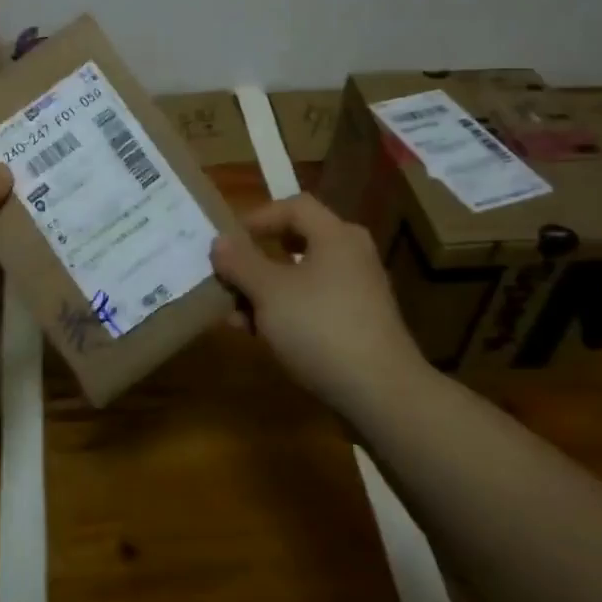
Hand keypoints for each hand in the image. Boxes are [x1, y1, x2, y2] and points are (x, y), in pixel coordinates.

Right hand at [210, 194, 429, 416]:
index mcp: (336, 235)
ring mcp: (358, 291)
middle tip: (230, 275)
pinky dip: (286, 311)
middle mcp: (351, 255)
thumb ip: (241, 262)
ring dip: (265, 291)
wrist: (382, 395)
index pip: (293, 206)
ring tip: (236, 315)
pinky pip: (314, 304)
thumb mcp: (269, 292)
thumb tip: (219, 241)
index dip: (257, 217)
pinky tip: (261, 336)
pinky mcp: (359, 324)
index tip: (229, 242)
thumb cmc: (321, 329)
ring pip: (302, 277)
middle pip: (296, 241)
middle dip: (256, 260)